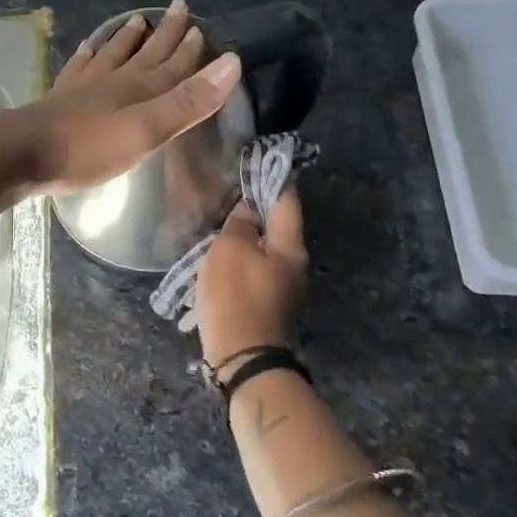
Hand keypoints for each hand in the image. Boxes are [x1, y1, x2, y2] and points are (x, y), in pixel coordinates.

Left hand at [9, 0, 241, 195]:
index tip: (202, 27)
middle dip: (164, 33)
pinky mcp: (59, 100)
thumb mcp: (146, 129)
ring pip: (111, 55)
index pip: (172, 65)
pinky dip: (86, 55)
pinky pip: (78, 69)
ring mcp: (82, 88)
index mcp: (138, 90)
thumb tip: (230, 62)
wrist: (22, 152)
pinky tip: (86, 48)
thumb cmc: (88, 147)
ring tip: (137, 20)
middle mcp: (112, 81)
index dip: (189, 48)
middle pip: (144, 53)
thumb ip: (186, 101)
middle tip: (177, 7)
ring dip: (126, 39)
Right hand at [197, 191, 306, 370]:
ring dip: (248, 233)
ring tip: (223, 220)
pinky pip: (256, 267)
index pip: (287, 202)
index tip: (266, 160)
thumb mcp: (230, 250)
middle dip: (259, 206)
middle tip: (234, 189)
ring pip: (266, 248)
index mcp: (290, 246)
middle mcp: (294, 264)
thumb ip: (240, 224)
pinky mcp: (268, 303)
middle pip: (279, 225)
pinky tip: (222, 253)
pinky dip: (243, 255)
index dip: (276, 179)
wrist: (242, 356)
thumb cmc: (236, 296)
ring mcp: (283, 286)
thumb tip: (249, 209)